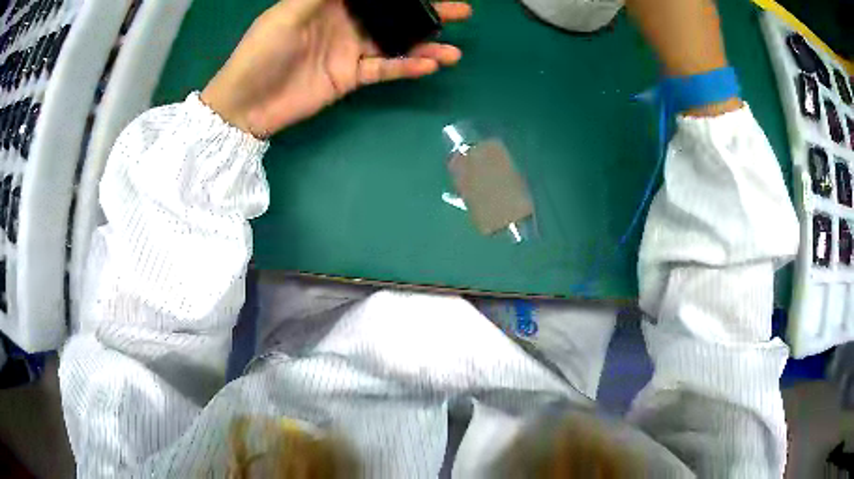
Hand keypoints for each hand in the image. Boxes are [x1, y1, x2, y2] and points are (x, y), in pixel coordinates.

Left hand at [201, 0, 471, 137]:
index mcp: (330, 3)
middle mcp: (346, 22)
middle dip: (426, 11)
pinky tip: (429, 65)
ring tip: (454, 49)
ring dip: (425, 44)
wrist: (246, 104)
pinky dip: (406, 67)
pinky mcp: (351, 77)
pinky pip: (385, 69)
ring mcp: (350, 51)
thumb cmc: (262, 52)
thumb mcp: (289, 13)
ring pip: (395, 42)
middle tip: (461, 11)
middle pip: (393, 13)